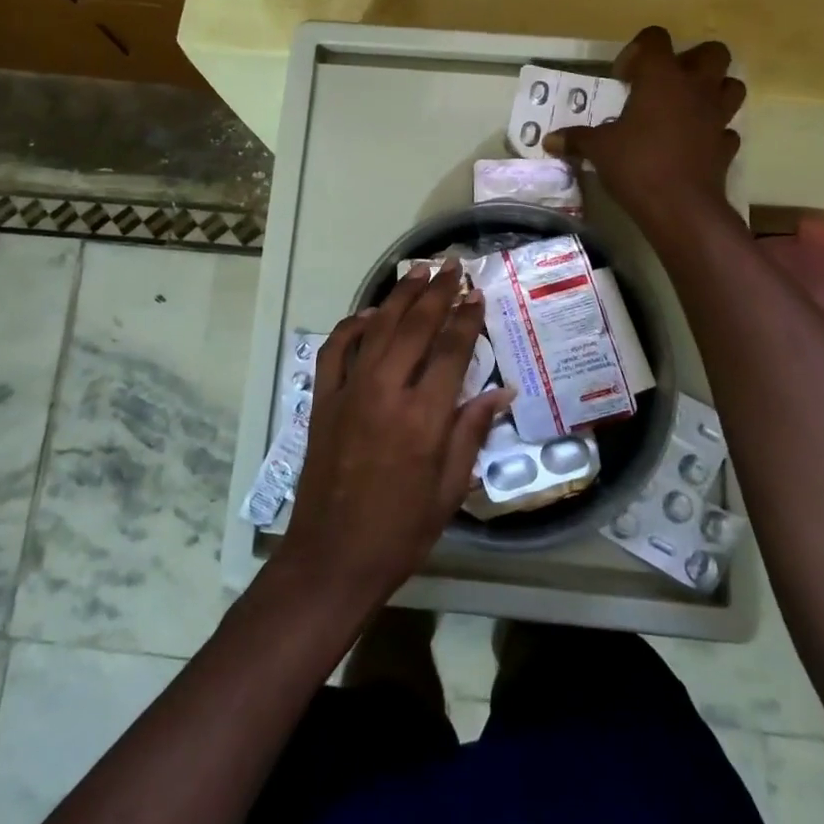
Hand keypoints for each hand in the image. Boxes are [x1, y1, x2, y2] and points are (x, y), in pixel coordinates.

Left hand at [275, 262, 507, 611]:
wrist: (332, 557)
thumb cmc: (401, 531)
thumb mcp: (449, 489)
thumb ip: (472, 432)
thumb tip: (501, 390)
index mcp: (423, 417)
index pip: (452, 350)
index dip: (467, 318)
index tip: (477, 295)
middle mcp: (386, 392)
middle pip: (415, 327)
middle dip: (437, 292)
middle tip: (452, 266)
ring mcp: (349, 391)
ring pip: (377, 328)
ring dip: (400, 296)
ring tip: (419, 272)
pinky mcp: (323, 400)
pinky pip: (336, 350)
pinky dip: (352, 326)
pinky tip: (370, 314)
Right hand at [545, 26, 746, 240]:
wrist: (680, 208)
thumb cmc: (636, 165)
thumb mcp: (598, 150)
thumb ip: (576, 139)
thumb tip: (549, 140)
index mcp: (662, 78)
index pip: (656, 38)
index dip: (638, 50)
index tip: (623, 78)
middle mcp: (696, 89)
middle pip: (712, 52)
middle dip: (691, 60)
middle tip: (664, 83)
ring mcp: (717, 117)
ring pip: (731, 86)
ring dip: (712, 90)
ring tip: (685, 108)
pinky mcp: (726, 146)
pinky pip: (726, 129)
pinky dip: (713, 131)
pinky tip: (693, 143)